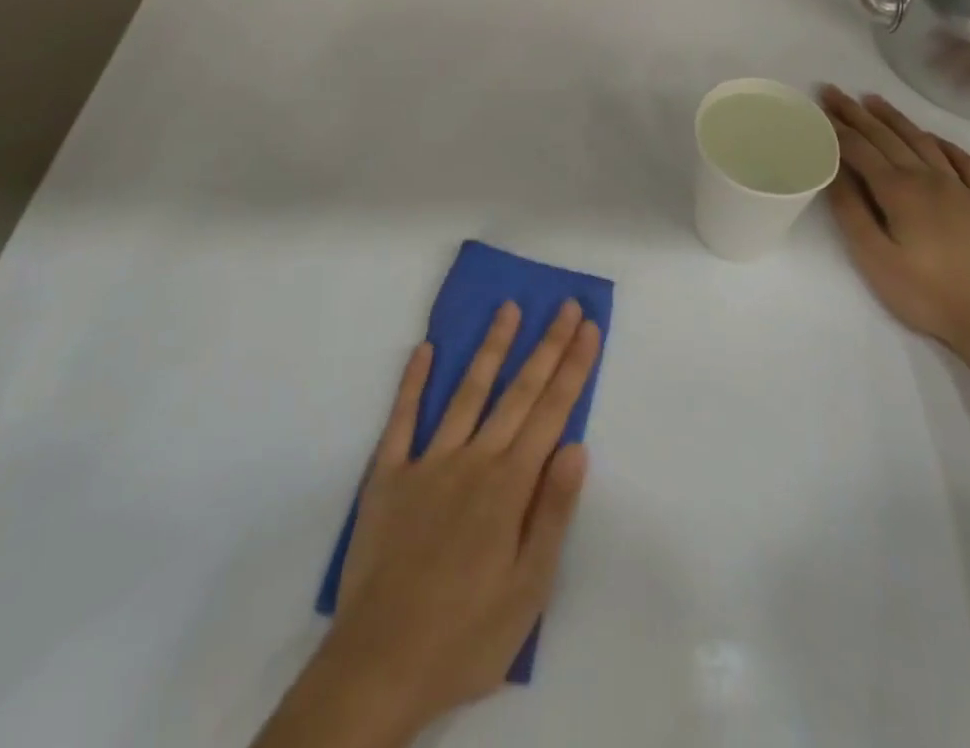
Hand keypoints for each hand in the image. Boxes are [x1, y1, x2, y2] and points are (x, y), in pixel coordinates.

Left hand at [319, 300, 601, 740]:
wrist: (380, 664)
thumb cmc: (467, 636)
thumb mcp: (528, 590)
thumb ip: (552, 513)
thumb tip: (576, 446)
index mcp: (508, 486)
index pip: (550, 413)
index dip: (572, 368)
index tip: (588, 328)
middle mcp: (472, 459)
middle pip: (516, 392)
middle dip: (546, 346)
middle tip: (566, 305)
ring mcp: (427, 460)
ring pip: (466, 391)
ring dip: (490, 348)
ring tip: (509, 309)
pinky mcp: (388, 473)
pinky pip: (402, 418)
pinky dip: (413, 381)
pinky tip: (424, 348)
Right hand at [819, 86, 969, 352]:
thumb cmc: (926, 292)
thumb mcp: (874, 257)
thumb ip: (851, 211)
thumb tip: (832, 170)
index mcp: (898, 190)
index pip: (860, 148)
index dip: (836, 126)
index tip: (818, 104)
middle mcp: (928, 178)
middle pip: (887, 137)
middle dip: (857, 113)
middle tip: (835, 91)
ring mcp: (960, 187)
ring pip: (922, 141)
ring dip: (895, 118)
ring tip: (874, 100)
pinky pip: (963, 160)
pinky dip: (943, 142)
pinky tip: (932, 137)